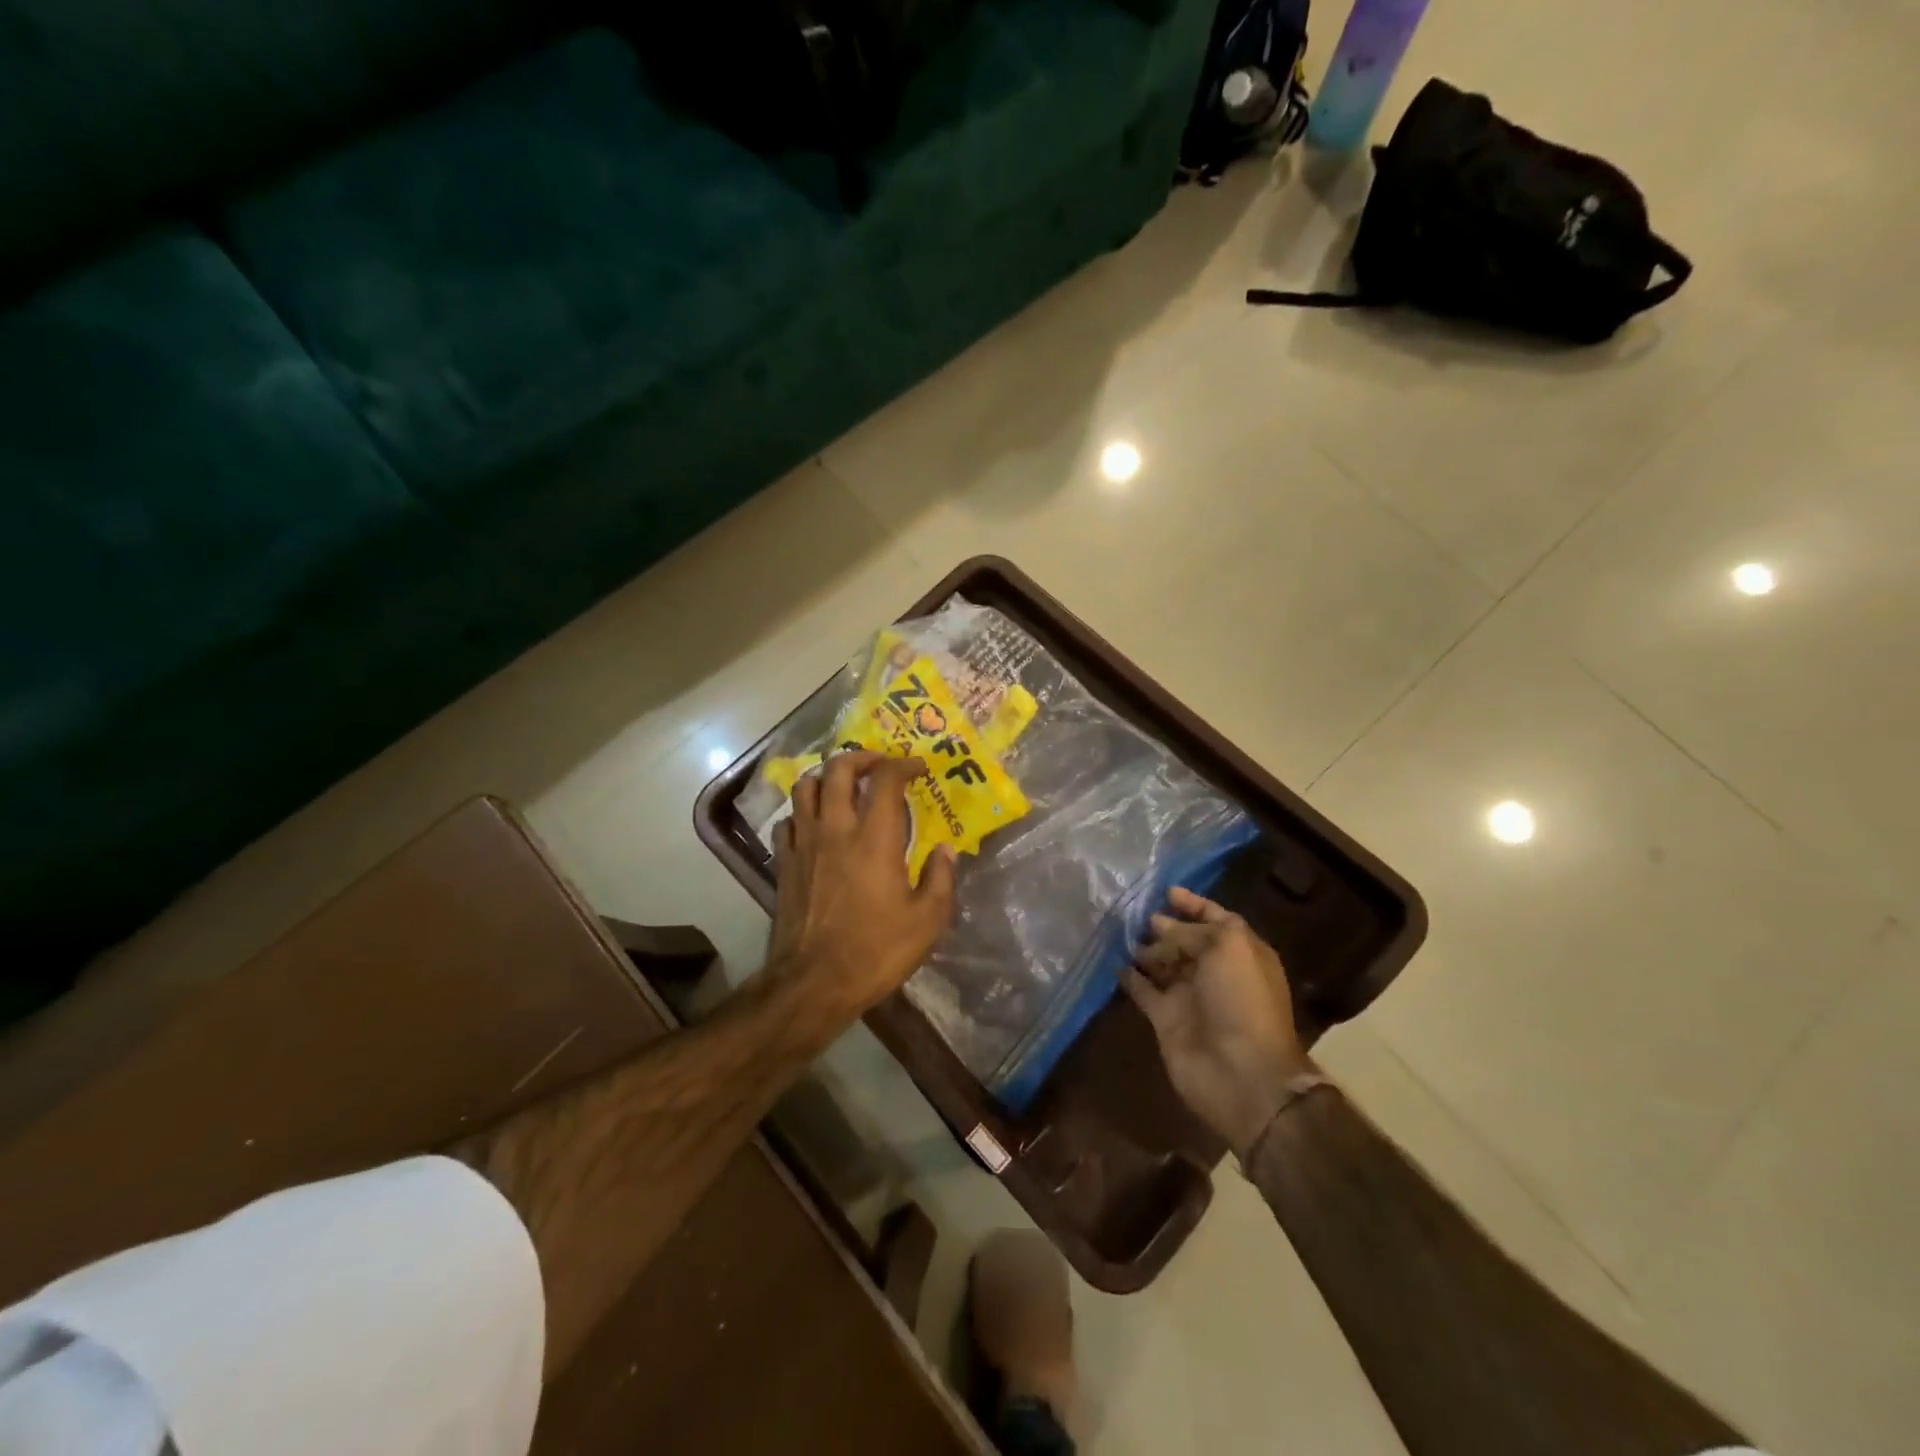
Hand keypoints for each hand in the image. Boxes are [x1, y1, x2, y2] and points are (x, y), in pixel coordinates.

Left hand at [767, 751, 957, 1019]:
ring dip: (826, 777)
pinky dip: (803, 813)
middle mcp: (835, 829)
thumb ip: (940, 878)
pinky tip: (815, 825)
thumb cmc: (876, 951)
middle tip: (879, 766)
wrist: (814, 983)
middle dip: (861, 757)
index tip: (919, 769)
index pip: (886, 779)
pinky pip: (788, 821)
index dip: (904, 765)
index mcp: (874, 838)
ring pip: (805, 787)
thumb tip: (946, 849)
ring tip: (844, 786)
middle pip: (838, 769)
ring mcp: (804, 844)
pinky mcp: (784, 863)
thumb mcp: (927, 921)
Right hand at [1124, 887, 1311, 1158]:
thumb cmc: (1242, 1000)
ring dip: (1144, 947)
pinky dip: (1130, 976)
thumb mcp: (1227, 947)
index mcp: (1240, 952)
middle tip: (1132, 911)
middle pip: (1185, 939)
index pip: (1215, 918)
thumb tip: (1159, 924)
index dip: (1193, 904)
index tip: (1165, 891)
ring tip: (1118, 930)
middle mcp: (1215, 971)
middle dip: (1162, 924)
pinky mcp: (1166, 1019)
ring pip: (1162, 962)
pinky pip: (1143, 990)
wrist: (1242, 1073)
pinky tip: (1113, 961)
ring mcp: (1189, 996)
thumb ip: (1192, 930)